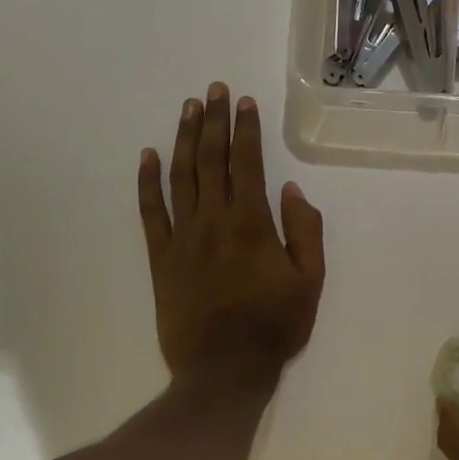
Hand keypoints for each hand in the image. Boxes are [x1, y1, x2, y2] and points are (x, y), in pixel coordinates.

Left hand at [138, 83, 325, 383]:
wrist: (223, 370)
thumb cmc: (274, 325)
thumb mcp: (310, 281)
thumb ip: (305, 231)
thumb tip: (292, 190)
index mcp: (253, 224)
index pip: (248, 164)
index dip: (246, 130)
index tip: (245, 102)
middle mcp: (214, 221)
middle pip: (212, 160)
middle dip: (214, 121)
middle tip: (215, 90)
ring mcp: (183, 237)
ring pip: (181, 177)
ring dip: (185, 139)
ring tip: (189, 108)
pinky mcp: (161, 257)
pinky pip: (151, 211)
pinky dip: (148, 182)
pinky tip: (148, 156)